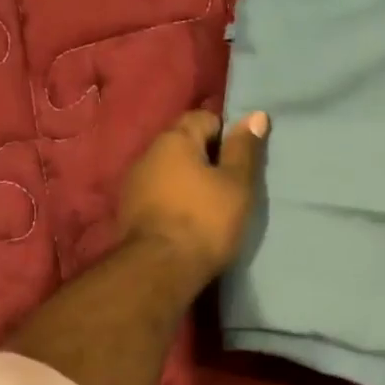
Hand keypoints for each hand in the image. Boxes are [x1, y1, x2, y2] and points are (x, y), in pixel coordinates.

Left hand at [120, 110, 269, 282]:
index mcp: (174, 139)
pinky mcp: (129, 212)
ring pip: (170, 171)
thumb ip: (244, 149)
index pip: (204, 118)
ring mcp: (134, 183)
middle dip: (207, 158)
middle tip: (231, 184)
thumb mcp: (237, 184)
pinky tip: (188, 220)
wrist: (160, 269)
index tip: (241, 160)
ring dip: (189, 182)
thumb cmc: (205, 220)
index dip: (227, 134)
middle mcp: (148, 153)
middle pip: (184, 144)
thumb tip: (256, 115)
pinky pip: (159, 195)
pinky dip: (174, 201)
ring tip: (210, 205)